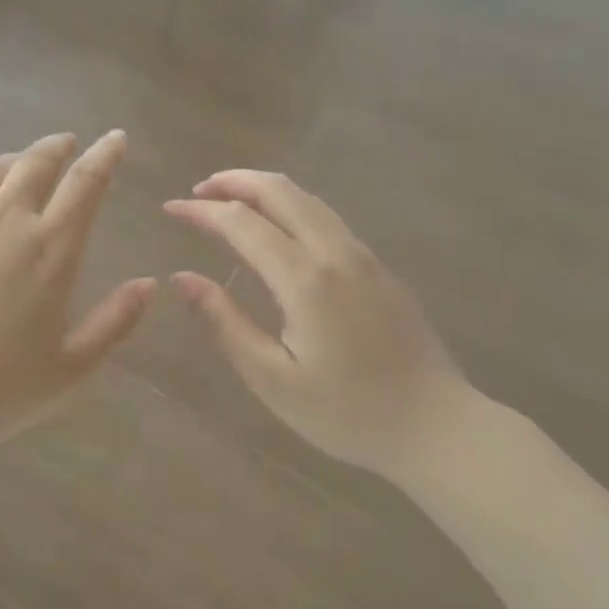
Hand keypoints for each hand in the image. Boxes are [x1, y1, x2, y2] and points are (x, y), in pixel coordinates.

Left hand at [0, 132, 155, 453]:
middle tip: (67, 143)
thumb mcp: (72, 368)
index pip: (86, 183)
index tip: (115, 138)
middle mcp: (5, 221)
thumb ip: (114, 322)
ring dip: (11, 163)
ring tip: (19, 165)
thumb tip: (148, 284)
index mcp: (50, 248)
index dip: (105, 155)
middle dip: (57, 147)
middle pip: (35, 163)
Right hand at [164, 171, 474, 477]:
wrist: (438, 427)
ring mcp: (362, 255)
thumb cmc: (347, 413)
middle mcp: (335, 252)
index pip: (241, 221)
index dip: (202, 211)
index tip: (170, 209)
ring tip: (228, 200)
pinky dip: (289, 205)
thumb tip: (182, 279)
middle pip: (279, 190)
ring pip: (307, 198)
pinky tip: (275, 227)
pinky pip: (326, 216)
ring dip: (262, 188)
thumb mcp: (272, 379)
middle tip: (197, 192)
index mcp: (305, 279)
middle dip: (233, 181)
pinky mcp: (378, 266)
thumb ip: (225, 322)